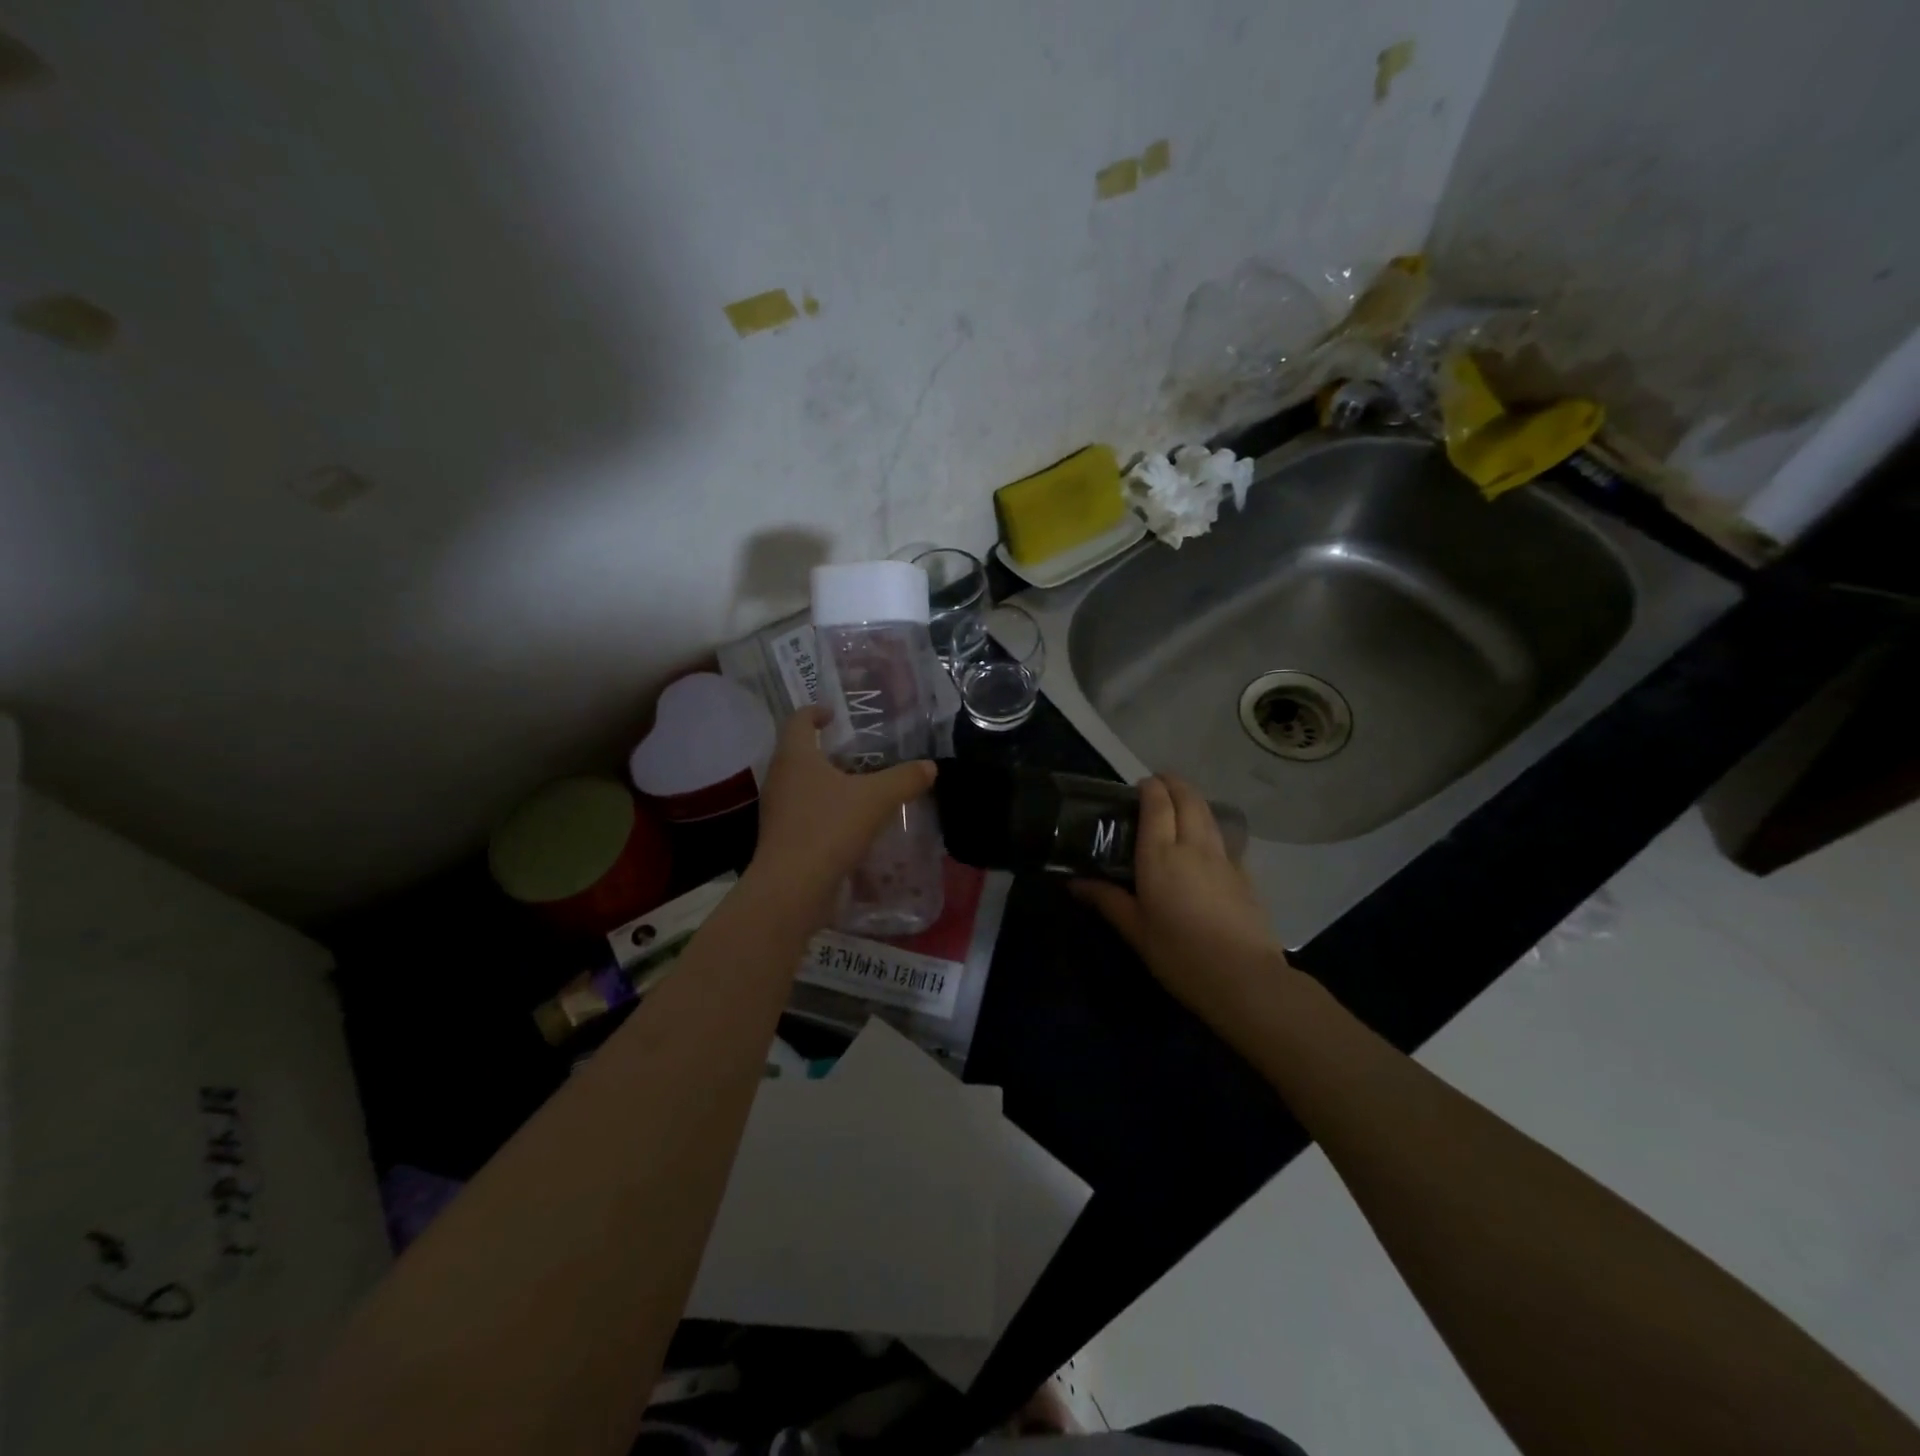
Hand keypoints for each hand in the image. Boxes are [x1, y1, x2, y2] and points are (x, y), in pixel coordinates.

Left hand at [746, 706, 937, 920]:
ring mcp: (777, 811)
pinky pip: (804, 814)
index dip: (815, 712)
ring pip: (801, 785)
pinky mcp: (782, 839)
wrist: (792, 888)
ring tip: (859, 787)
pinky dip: (824, 811)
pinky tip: (850, 823)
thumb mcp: (876, 799)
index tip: (834, 714)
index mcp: (795, 757)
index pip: (797, 720)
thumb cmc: (829, 828)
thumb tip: (930, 766)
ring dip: (826, 782)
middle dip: (825, 750)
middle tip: (857, 751)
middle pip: (798, 753)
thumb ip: (905, 779)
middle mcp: (779, 778)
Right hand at [1074, 775, 1287, 1026]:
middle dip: (1173, 784)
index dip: (1150, 788)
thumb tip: (1074, 882)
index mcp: (1160, 856)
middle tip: (1158, 784)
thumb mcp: (1135, 931)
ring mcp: (1224, 858)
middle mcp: (1193, 847)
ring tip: (1179, 802)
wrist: (1244, 978)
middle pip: (1188, 799)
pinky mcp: (1244, 874)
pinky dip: (1210, 825)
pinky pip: (1223, 837)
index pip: (1157, 805)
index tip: (1140, 784)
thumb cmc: (1180, 955)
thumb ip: (1107, 900)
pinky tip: (1205, 841)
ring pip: (1209, 813)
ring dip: (1193, 799)